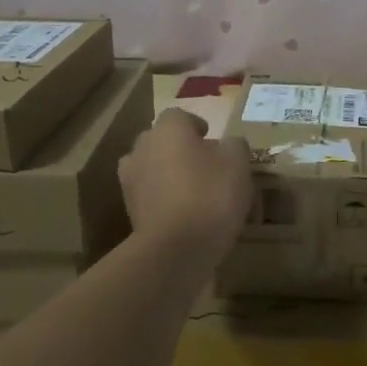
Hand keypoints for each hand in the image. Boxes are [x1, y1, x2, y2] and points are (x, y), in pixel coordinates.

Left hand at [118, 109, 252, 256]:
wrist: (175, 249)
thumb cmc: (210, 195)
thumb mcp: (238, 164)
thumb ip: (235, 145)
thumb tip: (229, 143)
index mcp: (168, 129)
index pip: (178, 116)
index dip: (195, 125)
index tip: (211, 139)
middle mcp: (142, 148)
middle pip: (160, 140)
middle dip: (178, 148)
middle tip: (203, 164)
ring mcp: (130, 180)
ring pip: (151, 167)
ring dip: (166, 173)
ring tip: (191, 190)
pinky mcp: (128, 210)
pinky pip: (148, 195)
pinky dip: (161, 198)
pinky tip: (182, 213)